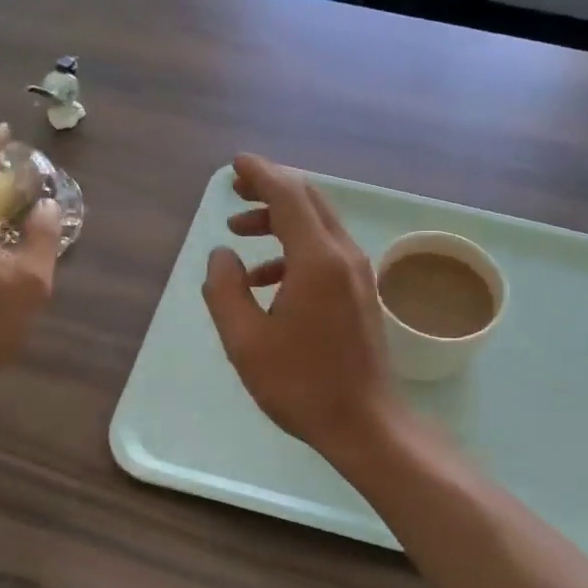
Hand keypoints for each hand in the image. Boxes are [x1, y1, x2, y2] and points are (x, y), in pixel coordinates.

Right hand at [202, 155, 400, 458]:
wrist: (365, 423)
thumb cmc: (301, 384)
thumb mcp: (245, 341)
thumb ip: (225, 290)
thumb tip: (222, 254)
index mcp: (317, 260)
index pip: (288, 195)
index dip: (260, 174)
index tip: (235, 164)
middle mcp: (344, 255)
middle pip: (308, 201)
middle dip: (270, 189)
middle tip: (235, 191)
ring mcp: (358, 274)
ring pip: (318, 225)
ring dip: (280, 220)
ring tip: (240, 232)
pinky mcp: (362, 293)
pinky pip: (326, 252)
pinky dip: (295, 249)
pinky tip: (266, 278)